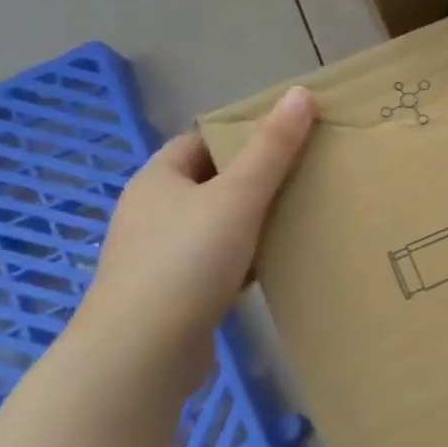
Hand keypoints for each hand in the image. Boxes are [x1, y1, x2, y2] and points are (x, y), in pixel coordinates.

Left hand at [73, 86, 316, 394]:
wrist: (141, 354)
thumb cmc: (186, 262)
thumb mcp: (238, 196)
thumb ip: (272, 148)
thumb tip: (300, 92)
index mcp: (157, 180)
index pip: (200, 143)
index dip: (242, 137)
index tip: (289, 142)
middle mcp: (151, 214)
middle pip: (211, 184)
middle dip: (256, 181)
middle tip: (306, 178)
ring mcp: (159, 257)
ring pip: (217, 226)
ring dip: (253, 223)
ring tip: (302, 220)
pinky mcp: (173, 295)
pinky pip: (217, 264)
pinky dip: (246, 260)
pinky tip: (276, 266)